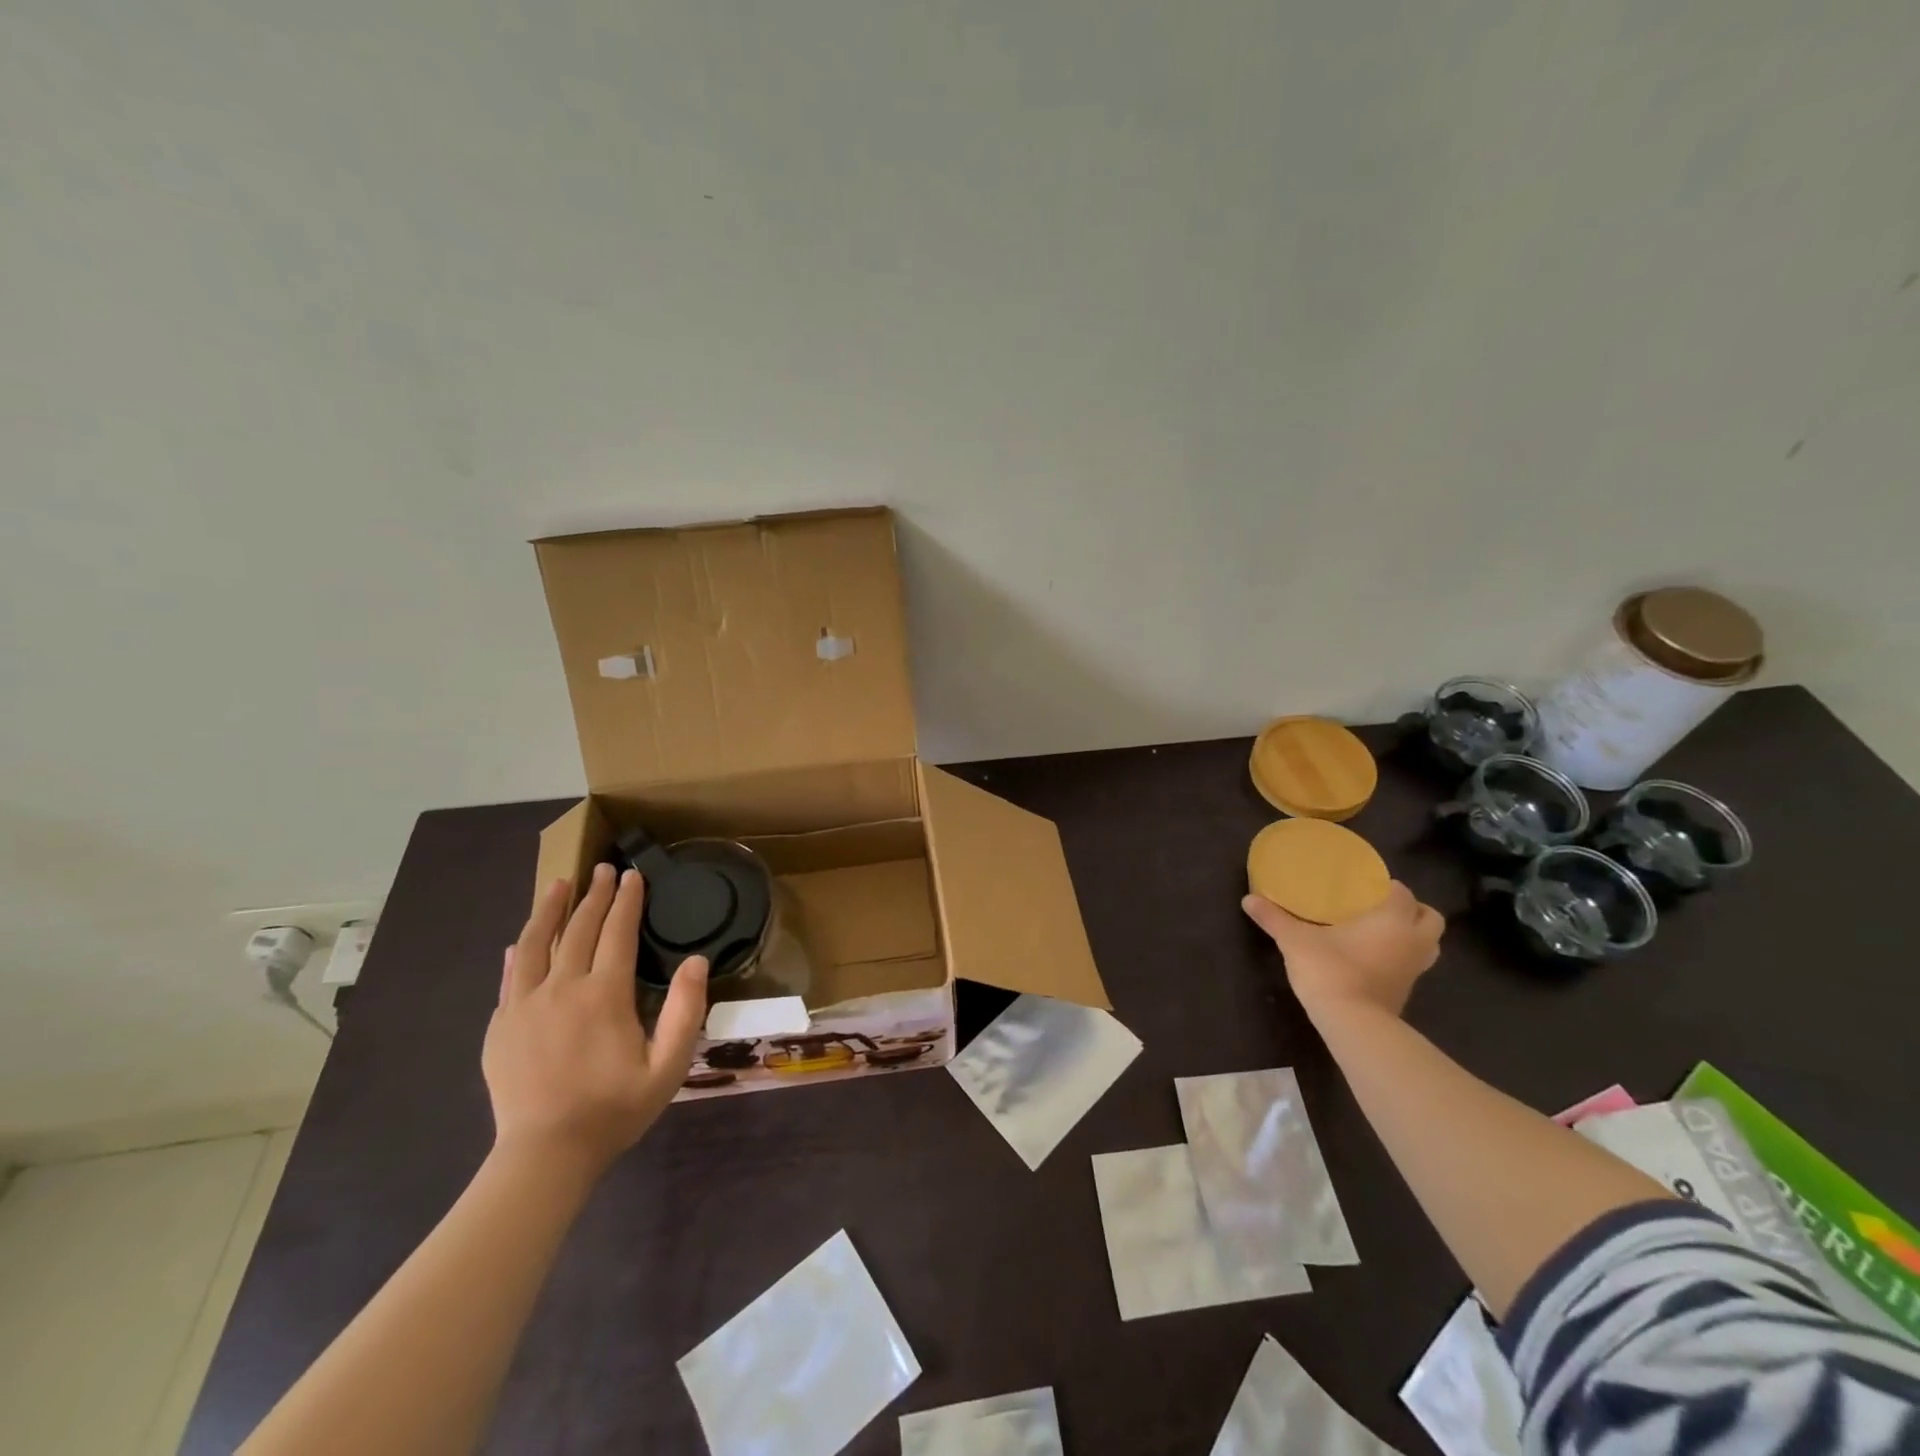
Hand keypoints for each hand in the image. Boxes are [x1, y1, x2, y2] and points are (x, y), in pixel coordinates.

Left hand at [483, 864, 707, 1177]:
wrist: (544, 1155)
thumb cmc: (614, 1109)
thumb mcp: (667, 1066)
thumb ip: (685, 1011)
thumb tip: (697, 961)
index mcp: (604, 995)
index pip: (618, 932)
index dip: (627, 900)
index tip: (633, 875)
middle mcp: (561, 989)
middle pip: (579, 929)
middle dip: (594, 895)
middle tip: (603, 868)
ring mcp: (524, 1006)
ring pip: (536, 944)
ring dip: (550, 910)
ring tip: (559, 886)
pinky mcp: (500, 1027)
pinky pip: (509, 977)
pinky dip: (519, 952)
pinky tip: (521, 941)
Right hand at [1242, 881, 1443, 1020]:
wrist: (1352, 1024)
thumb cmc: (1330, 970)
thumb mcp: (1295, 940)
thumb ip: (1274, 918)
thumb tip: (1248, 899)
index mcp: (1393, 920)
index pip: (1403, 893)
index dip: (1387, 886)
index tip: (1365, 885)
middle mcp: (1412, 941)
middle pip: (1430, 918)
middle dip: (1413, 910)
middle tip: (1381, 907)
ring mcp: (1414, 970)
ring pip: (1428, 944)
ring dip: (1413, 936)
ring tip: (1381, 932)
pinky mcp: (1406, 991)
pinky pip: (1412, 966)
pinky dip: (1401, 958)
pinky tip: (1372, 958)